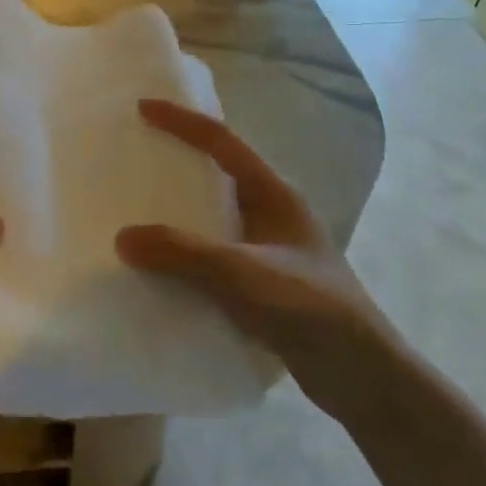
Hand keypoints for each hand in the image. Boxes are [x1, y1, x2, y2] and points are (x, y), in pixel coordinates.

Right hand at [115, 99, 396, 419]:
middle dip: (177, 161)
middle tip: (134, 156)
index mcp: (274, 192)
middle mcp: (272, 211)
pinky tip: (160, 265)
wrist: (362, 378)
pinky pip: (214, 252)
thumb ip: (182, 253)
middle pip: (217, 172)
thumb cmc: (309, 308)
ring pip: (214, 215)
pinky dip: (186, 251)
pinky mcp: (264, 282)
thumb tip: (123, 238)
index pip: (222, 141)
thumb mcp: (241, 274)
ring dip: (179, 210)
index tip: (143, 107)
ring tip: (135, 208)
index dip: (182, 120)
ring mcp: (269, 248)